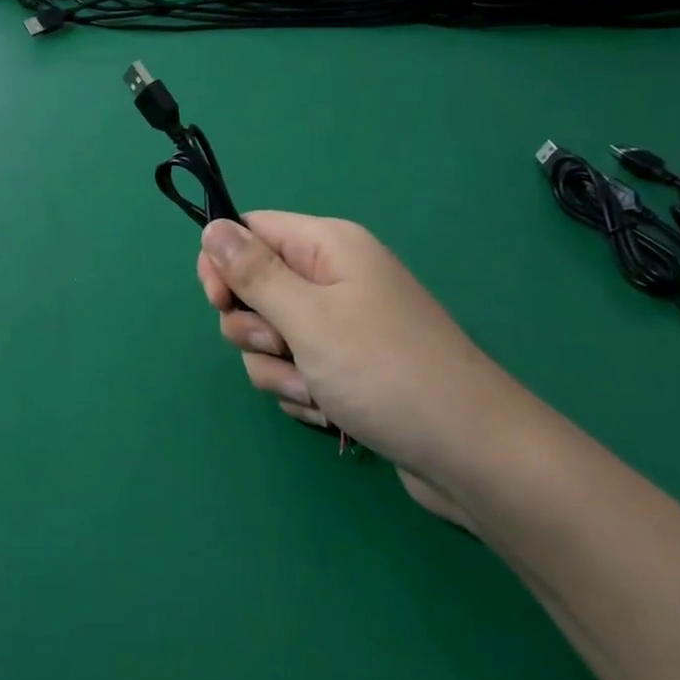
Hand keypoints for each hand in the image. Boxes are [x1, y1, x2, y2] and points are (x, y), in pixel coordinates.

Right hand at [197, 213, 540, 525]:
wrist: (467, 452)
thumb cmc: (383, 371)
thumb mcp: (306, 317)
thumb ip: (252, 272)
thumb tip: (212, 227)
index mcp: (327, 246)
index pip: (250, 230)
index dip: (224, 263)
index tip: (219, 302)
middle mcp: (333, 278)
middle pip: (255, 289)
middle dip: (255, 330)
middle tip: (283, 348)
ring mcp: (341, 325)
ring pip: (269, 338)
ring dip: (279, 370)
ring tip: (317, 392)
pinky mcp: (346, 366)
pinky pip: (295, 369)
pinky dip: (301, 391)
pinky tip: (330, 411)